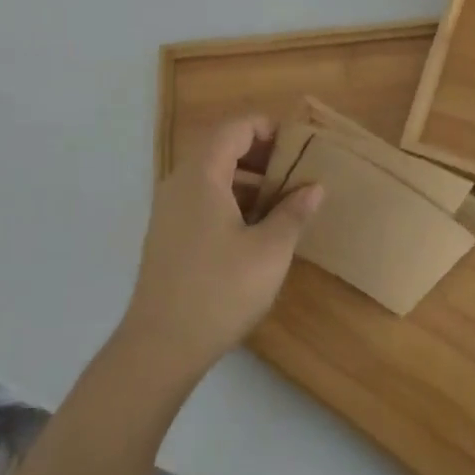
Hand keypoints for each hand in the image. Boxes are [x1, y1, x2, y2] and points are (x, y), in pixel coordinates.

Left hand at [117, 116, 323, 385]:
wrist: (160, 346)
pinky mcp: (167, 233)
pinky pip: (200, 198)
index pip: (235, 128)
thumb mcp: (269, 251)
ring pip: (210, 174)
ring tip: (280, 200)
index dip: (268, 128)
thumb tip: (314, 187)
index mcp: (202, 174)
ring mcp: (168, 208)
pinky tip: (253, 227)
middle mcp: (179, 182)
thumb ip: (293, 213)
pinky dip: (229, 198)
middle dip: (259, 153)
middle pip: (220, 147)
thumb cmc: (220, 291)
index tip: (298, 145)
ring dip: (245, 178)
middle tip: (294, 171)